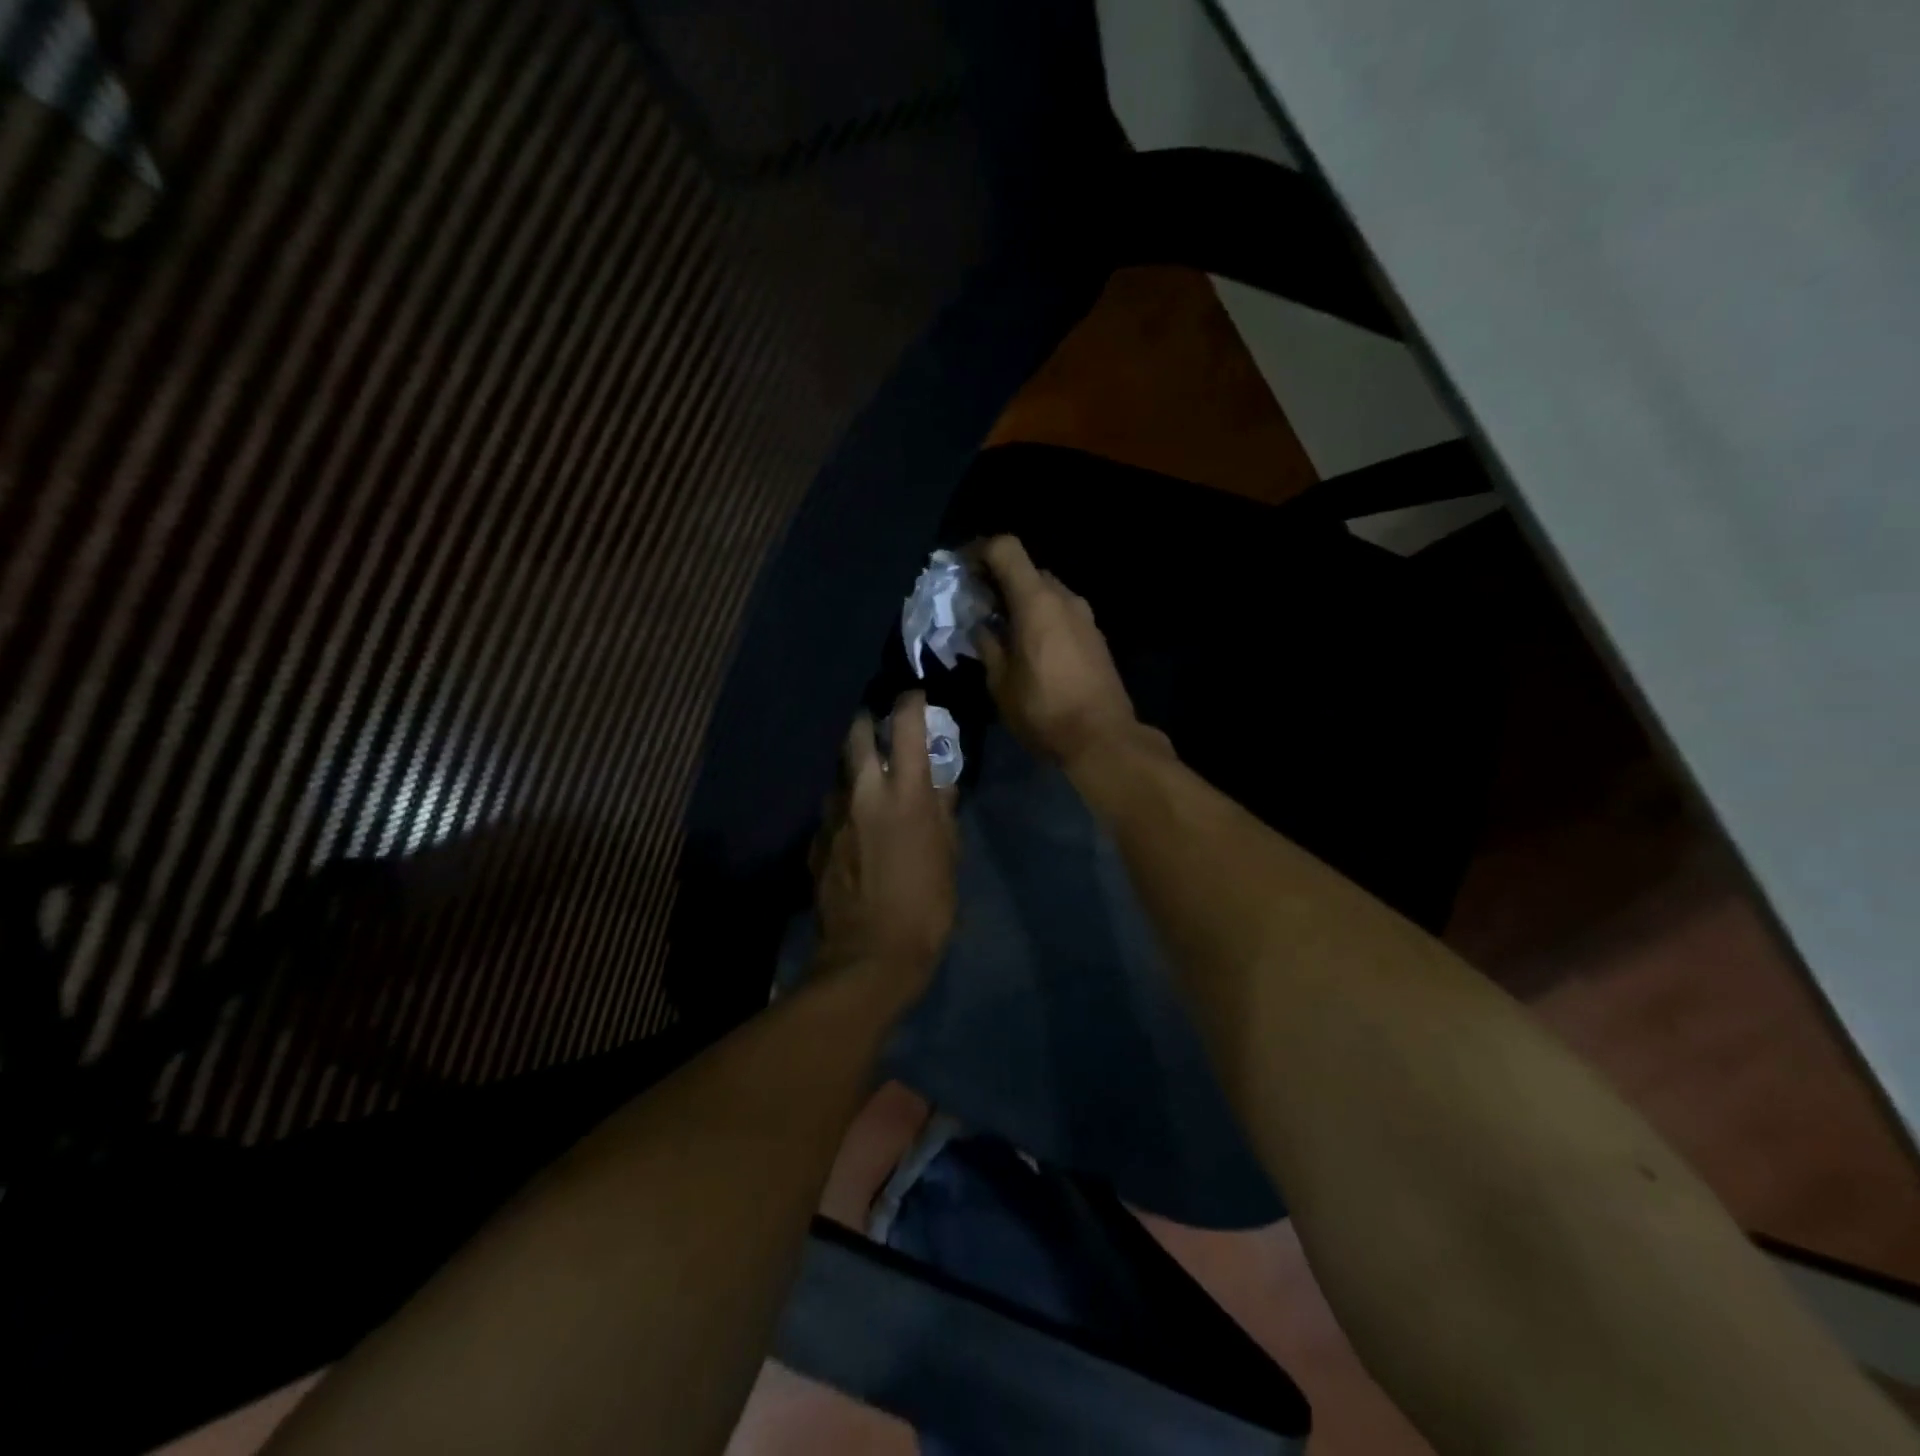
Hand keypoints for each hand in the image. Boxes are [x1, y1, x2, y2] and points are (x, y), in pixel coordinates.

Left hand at [813, 692, 958, 989]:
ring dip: (855, 773)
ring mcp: (833, 817)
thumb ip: (943, 813)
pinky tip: (855, 833)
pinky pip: (832, 813)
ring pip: (840, 775)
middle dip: (867, 724)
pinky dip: (845, 811)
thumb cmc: (926, 907)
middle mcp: (864, 793)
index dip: (910, 703)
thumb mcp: (948, 857)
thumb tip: (942, 785)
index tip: (914, 698)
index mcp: (906, 793)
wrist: (869, 956)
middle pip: (855, 735)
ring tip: (869, 789)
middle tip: (879, 731)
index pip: (905, 726)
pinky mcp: (816, 842)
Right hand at [973, 536, 1158, 768]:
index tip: (961, 569)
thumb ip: (987, 645)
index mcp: (1036, 601)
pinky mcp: (1094, 636)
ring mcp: (1084, 616)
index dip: (979, 550)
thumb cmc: (1044, 711)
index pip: (1006, 549)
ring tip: (1001, 630)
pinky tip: (1028, 647)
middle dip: (998, 580)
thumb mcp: (1000, 683)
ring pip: (1045, 592)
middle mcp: (1064, 598)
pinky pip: (1061, 612)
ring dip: (1020, 601)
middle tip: (976, 606)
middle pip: (1026, 569)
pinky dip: (1040, 617)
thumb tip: (981, 626)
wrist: (1102, 738)